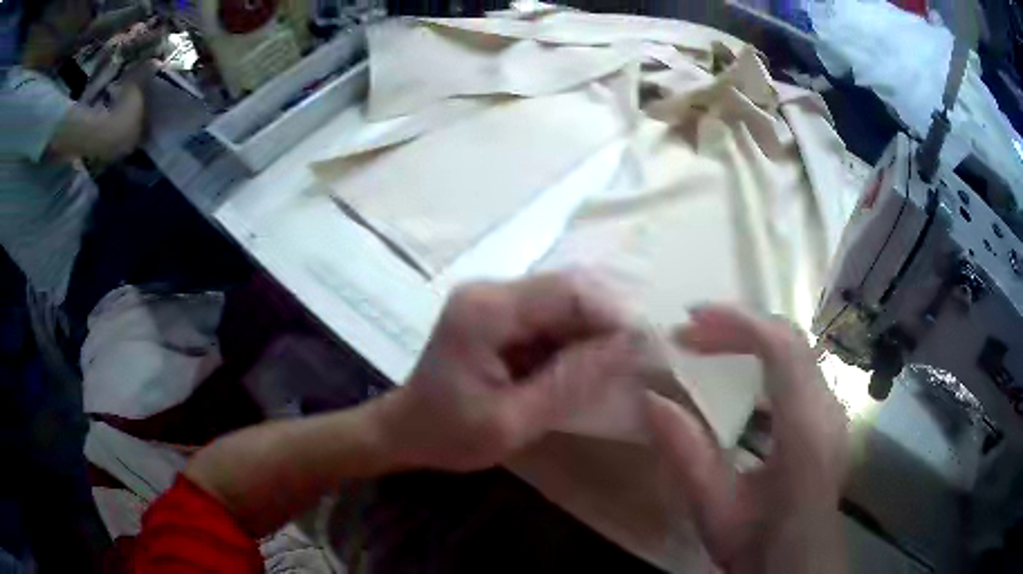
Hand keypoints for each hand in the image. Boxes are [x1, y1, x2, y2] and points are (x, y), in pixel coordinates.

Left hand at [376, 272, 641, 471]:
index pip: (569, 292)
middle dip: (607, 322)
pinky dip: (572, 337)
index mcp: (486, 311)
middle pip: (568, 288)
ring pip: (563, 299)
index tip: (644, 350)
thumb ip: (570, 382)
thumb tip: (628, 346)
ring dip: (592, 330)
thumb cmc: (449, 434)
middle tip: (635, 360)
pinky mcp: (497, 311)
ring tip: (614, 367)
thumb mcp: (513, 422)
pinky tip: (582, 366)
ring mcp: (491, 297)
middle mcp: (489, 289)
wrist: (405, 430)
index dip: (613, 315)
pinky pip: (549, 314)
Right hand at [646, 306, 847, 573]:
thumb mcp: (714, 508)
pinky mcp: (826, 415)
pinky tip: (737, 372)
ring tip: (707, 345)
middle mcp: (826, 408)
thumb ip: (686, 453)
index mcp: (805, 430)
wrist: (797, 563)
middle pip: (790, 339)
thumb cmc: (758, 543)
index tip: (691, 319)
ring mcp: (831, 409)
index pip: (781, 348)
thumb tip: (650, 397)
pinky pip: (797, 367)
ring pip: (795, 349)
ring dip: (750, 338)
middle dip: (738, 326)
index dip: (738, 322)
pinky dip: (764, 357)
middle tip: (689, 333)